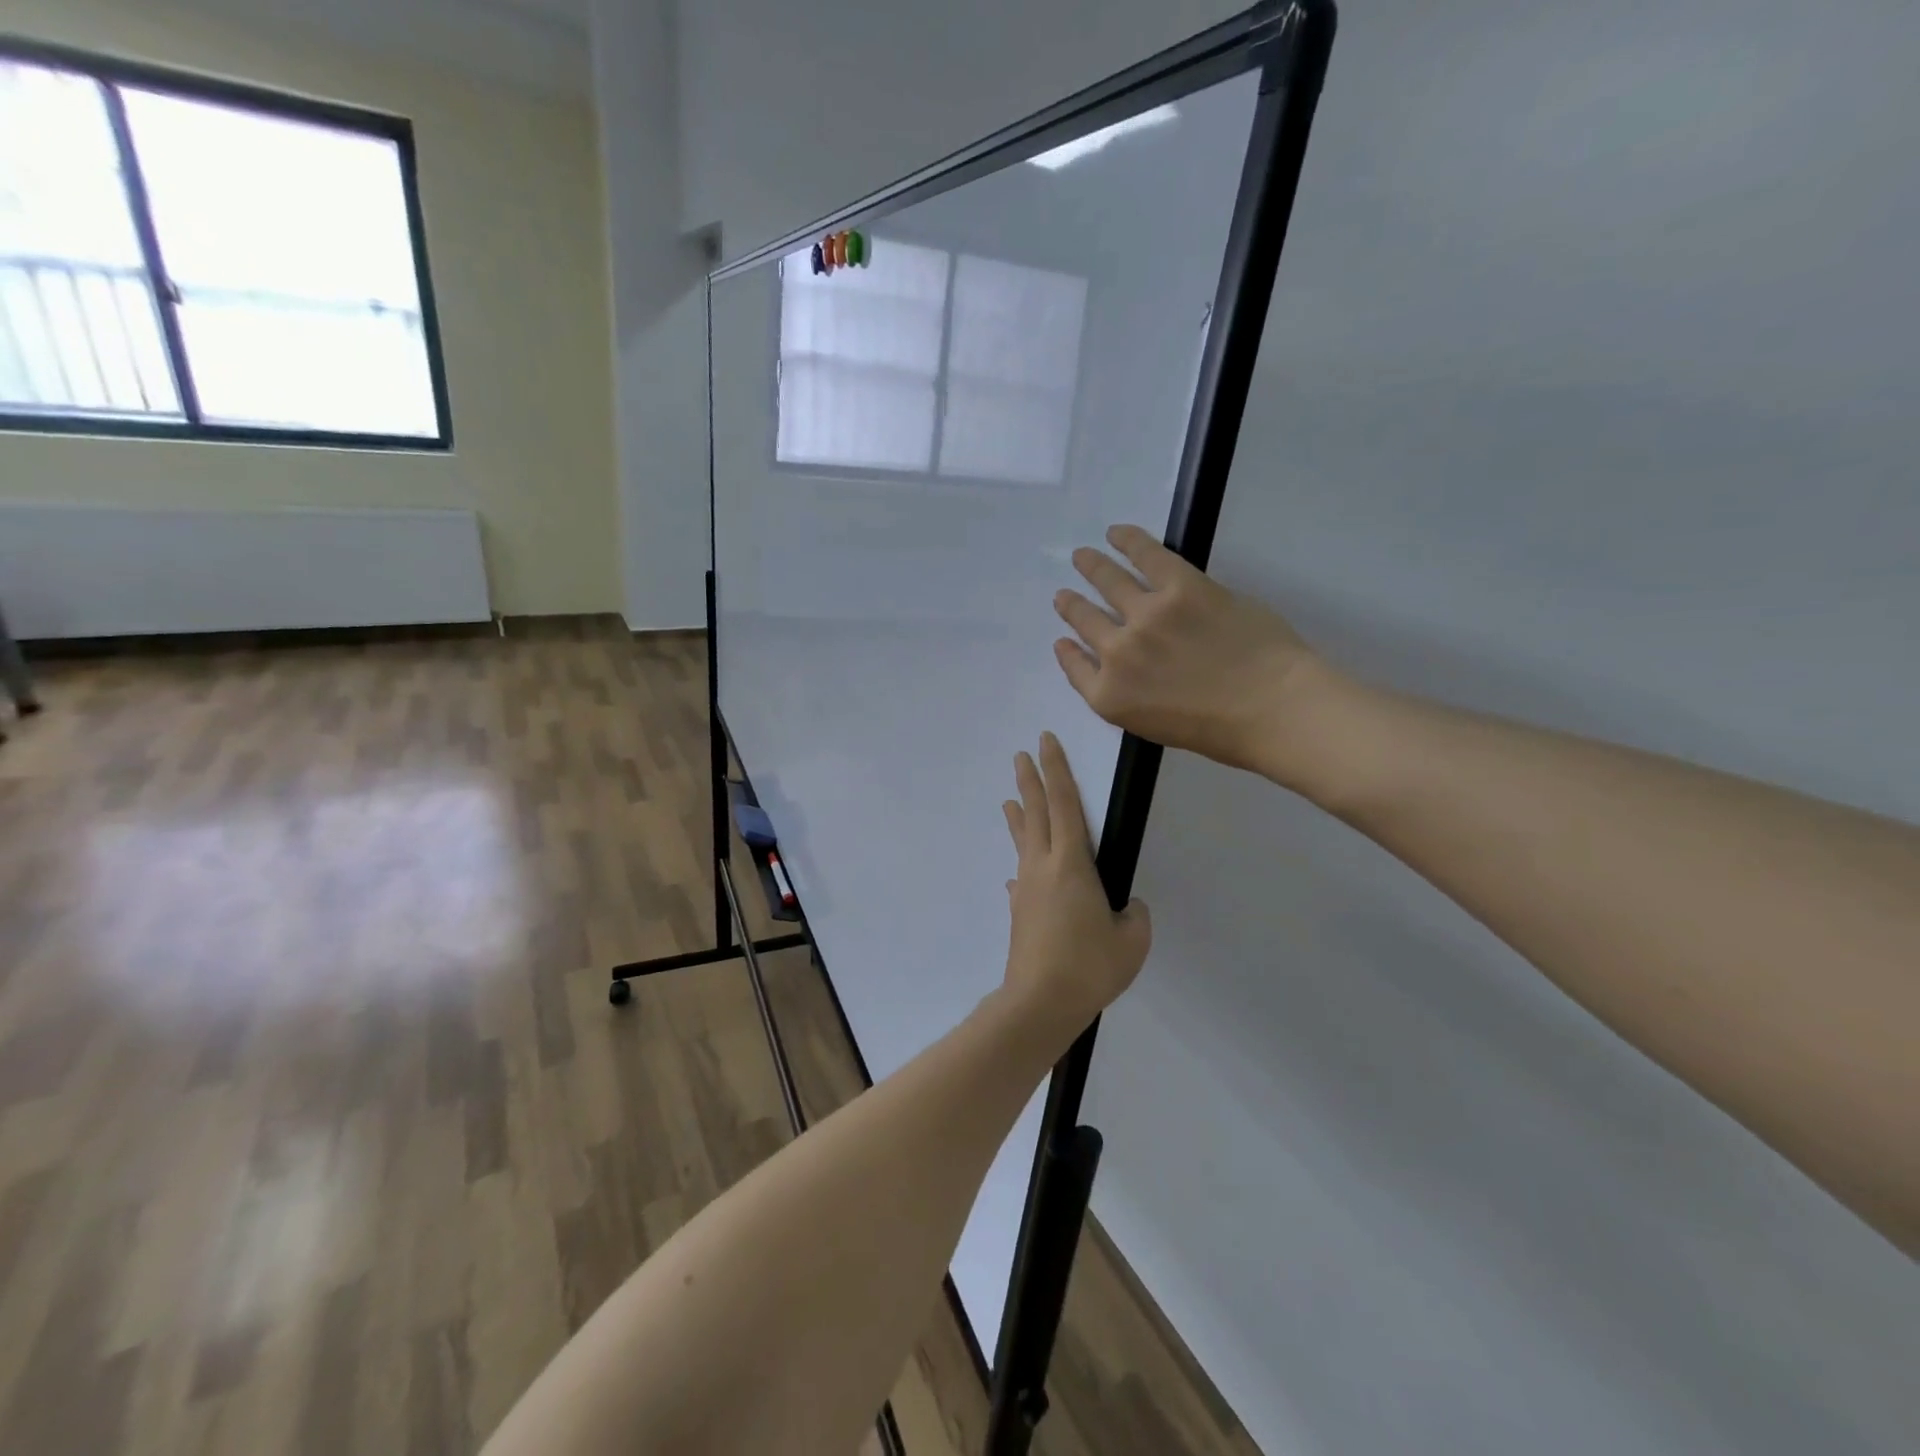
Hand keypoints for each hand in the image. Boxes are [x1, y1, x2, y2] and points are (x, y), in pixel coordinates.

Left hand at [1000, 733, 1151, 1034]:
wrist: (1040, 1003)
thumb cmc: (1090, 966)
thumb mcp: (1132, 940)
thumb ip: (1133, 917)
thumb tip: (1123, 908)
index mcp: (1071, 864)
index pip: (1064, 804)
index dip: (1056, 770)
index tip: (1045, 742)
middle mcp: (1042, 867)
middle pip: (1035, 813)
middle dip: (1029, 781)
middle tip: (1020, 755)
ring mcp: (1026, 889)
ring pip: (1022, 842)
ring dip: (1018, 818)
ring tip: (1009, 800)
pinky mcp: (1018, 913)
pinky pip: (1021, 880)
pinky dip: (1022, 868)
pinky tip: (1017, 876)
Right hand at [1053, 524, 1322, 778]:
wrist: (1271, 709)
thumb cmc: (1220, 731)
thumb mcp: (1153, 727)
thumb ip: (1125, 696)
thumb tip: (1115, 665)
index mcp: (1110, 695)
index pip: (1075, 666)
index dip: (1067, 650)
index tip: (1063, 639)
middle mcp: (1117, 652)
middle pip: (1084, 620)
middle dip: (1071, 606)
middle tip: (1064, 595)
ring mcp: (1146, 615)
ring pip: (1108, 582)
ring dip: (1091, 567)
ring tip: (1082, 557)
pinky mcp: (1180, 586)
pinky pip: (1145, 555)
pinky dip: (1127, 540)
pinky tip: (1116, 533)